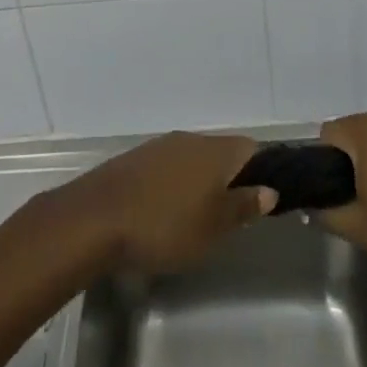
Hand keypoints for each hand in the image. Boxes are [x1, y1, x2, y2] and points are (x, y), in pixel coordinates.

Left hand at [48, 132, 275, 274]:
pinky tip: (165, 211)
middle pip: (222, 152)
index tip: (259, 200)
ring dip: (200, 182)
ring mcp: (161, 146)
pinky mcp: (137, 158)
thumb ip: (243, 206)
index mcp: (215, 151)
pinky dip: (175, 184)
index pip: (251, 148)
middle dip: (229, 180)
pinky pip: (169, 166)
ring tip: (197, 218)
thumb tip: (270, 190)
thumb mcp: (213, 227)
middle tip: (229, 217)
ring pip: (194, 159)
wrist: (96, 218)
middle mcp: (190, 139)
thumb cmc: (164, 225)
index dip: (261, 171)